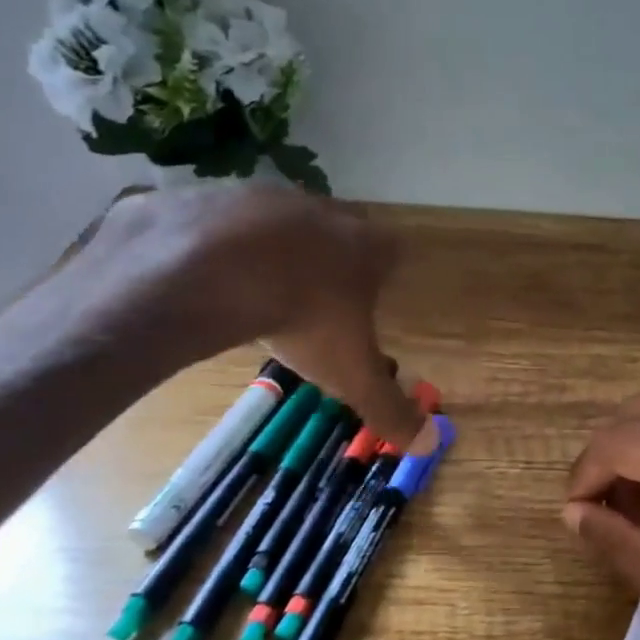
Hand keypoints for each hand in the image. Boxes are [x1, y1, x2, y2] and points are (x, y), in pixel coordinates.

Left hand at [58, 183, 425, 447]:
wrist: (213, 270)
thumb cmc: (304, 319)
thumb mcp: (351, 375)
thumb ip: (389, 408)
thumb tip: (429, 444)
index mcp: (365, 247)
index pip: (393, 251)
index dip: (386, 272)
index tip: (374, 295)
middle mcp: (323, 211)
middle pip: (338, 230)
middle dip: (331, 260)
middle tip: (316, 298)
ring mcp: (266, 196)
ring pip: (280, 222)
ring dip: (275, 250)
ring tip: (258, 289)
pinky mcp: (214, 194)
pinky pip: (222, 220)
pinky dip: (220, 245)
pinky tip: (210, 275)